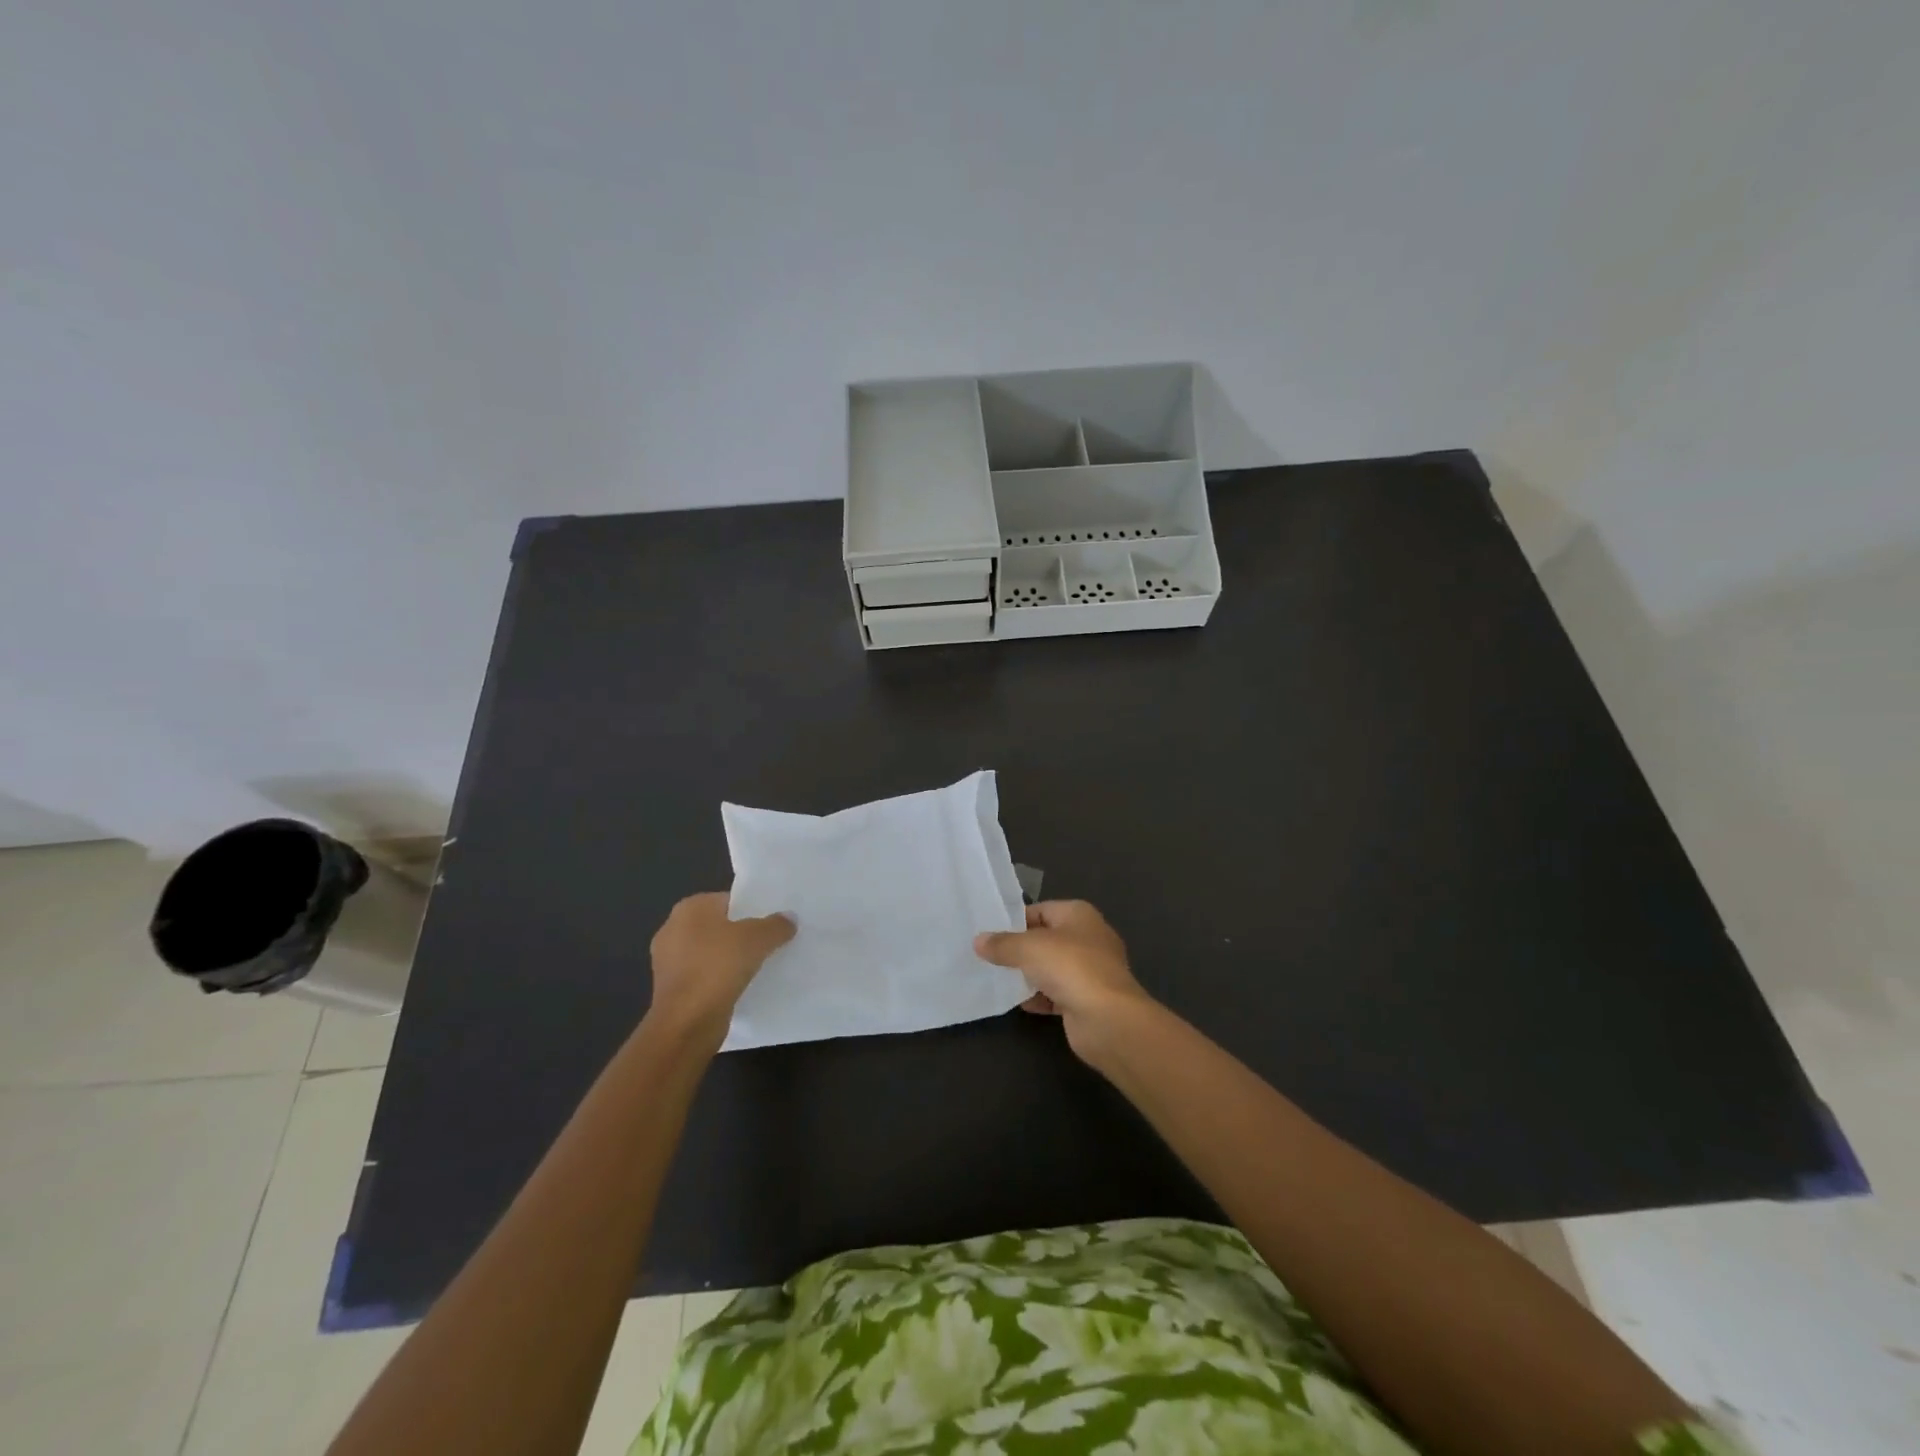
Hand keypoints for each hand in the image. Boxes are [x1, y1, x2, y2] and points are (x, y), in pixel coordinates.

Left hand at [647, 893, 793, 1040]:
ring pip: (711, 952)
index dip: (753, 910)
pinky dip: (720, 979)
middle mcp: (673, 928)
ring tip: (761, 965)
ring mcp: (669, 961)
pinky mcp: (671, 988)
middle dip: (742, 934)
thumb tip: (789, 918)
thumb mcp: (757, 939)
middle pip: (720, 926)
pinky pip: (704, 975)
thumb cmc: (718, 967)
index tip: (773, 923)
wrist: (686, 1022)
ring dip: (731, 959)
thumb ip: (776, 925)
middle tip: (771, 942)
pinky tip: (741, 986)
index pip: (729, 901)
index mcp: (689, 908)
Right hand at [974, 900, 1153, 1063]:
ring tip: (999, 980)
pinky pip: (1057, 993)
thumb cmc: (1070, 967)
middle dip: (1020, 949)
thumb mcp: (1028, 948)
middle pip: (1046, 940)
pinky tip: (1021, 1003)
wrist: (1107, 1019)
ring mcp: (1090, 970)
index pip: (1040, 910)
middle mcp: (1088, 938)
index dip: (1015, 921)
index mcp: (1079, 915)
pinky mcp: (1087, 999)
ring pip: (1051, 968)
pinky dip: (1041, 998)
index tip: (989, 934)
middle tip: (989, 957)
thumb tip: (978, 941)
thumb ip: (1002, 944)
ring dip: (1029, 975)